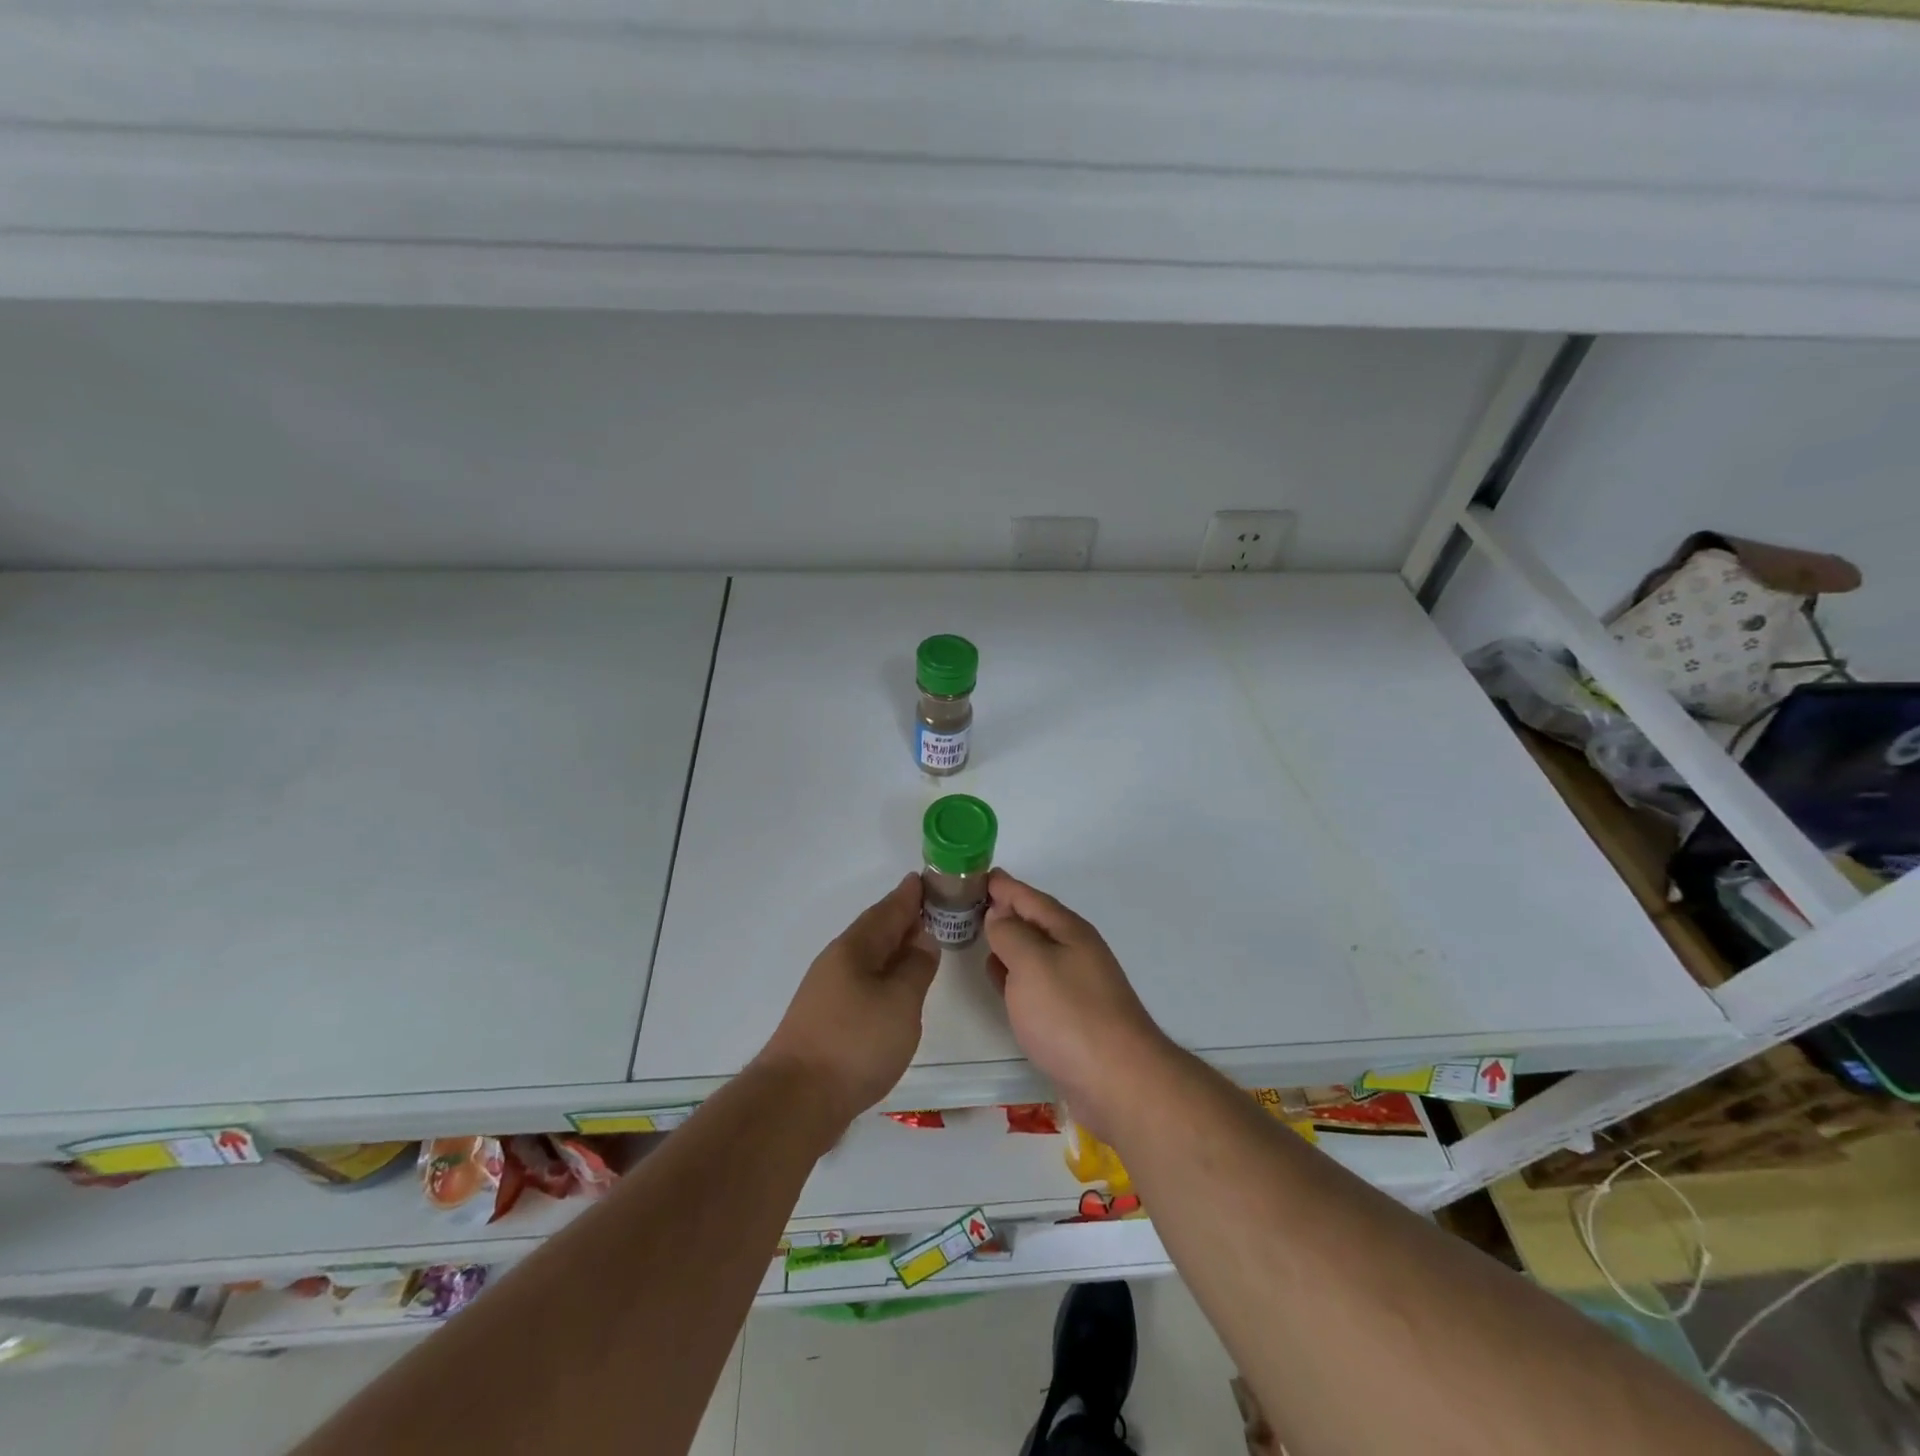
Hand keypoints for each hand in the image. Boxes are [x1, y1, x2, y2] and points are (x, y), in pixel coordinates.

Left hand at [755, 874, 940, 1133]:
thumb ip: (915, 967)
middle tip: (931, 907)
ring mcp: (827, 992)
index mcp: (854, 948)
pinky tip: (893, 988)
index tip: (926, 879)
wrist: (796, 1101)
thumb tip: (923, 939)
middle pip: (874, 931)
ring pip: (867, 957)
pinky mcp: (825, 1020)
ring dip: (892, 947)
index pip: (887, 911)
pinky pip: (862, 981)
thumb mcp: (900, 1001)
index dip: (908, 895)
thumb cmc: (855, 1043)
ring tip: (918, 945)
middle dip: (901, 918)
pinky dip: (882, 975)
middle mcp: (837, 962)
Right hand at [984, 870, 1172, 1138]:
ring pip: (1033, 952)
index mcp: (1068, 931)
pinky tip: (997, 978)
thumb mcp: (1032, 964)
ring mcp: (1075, 985)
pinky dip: (1013, 973)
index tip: (975, 873)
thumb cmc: (1070, 1015)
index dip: (1003, 885)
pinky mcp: (1071, 1017)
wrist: (1118, 1082)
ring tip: (977, 932)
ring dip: (1007, 941)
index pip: (1029, 897)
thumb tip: (998, 915)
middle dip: (1003, 910)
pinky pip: (1034, 983)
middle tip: (968, 902)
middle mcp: (1075, 952)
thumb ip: (1010, 934)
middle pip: (1034, 922)